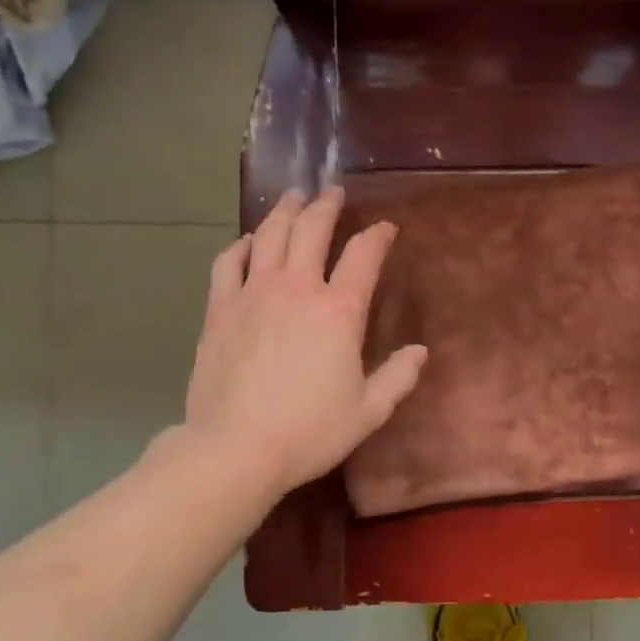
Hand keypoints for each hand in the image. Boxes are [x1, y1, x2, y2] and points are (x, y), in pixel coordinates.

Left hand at [182, 188, 426, 495]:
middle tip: (332, 192)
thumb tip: (419, 352)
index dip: (378, 235)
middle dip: (326, 205)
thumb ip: (398, 377)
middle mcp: (296, 289)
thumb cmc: (309, 431)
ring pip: (269, 236)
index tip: (386, 227)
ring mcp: (253, 294)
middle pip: (312, 229)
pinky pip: (228, 263)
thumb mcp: (368, 411)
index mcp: (339, 311)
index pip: (364, 255)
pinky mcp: (220, 310)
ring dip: (285, 211)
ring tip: (294, 198)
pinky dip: (242, 245)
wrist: (235, 448)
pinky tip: (248, 242)